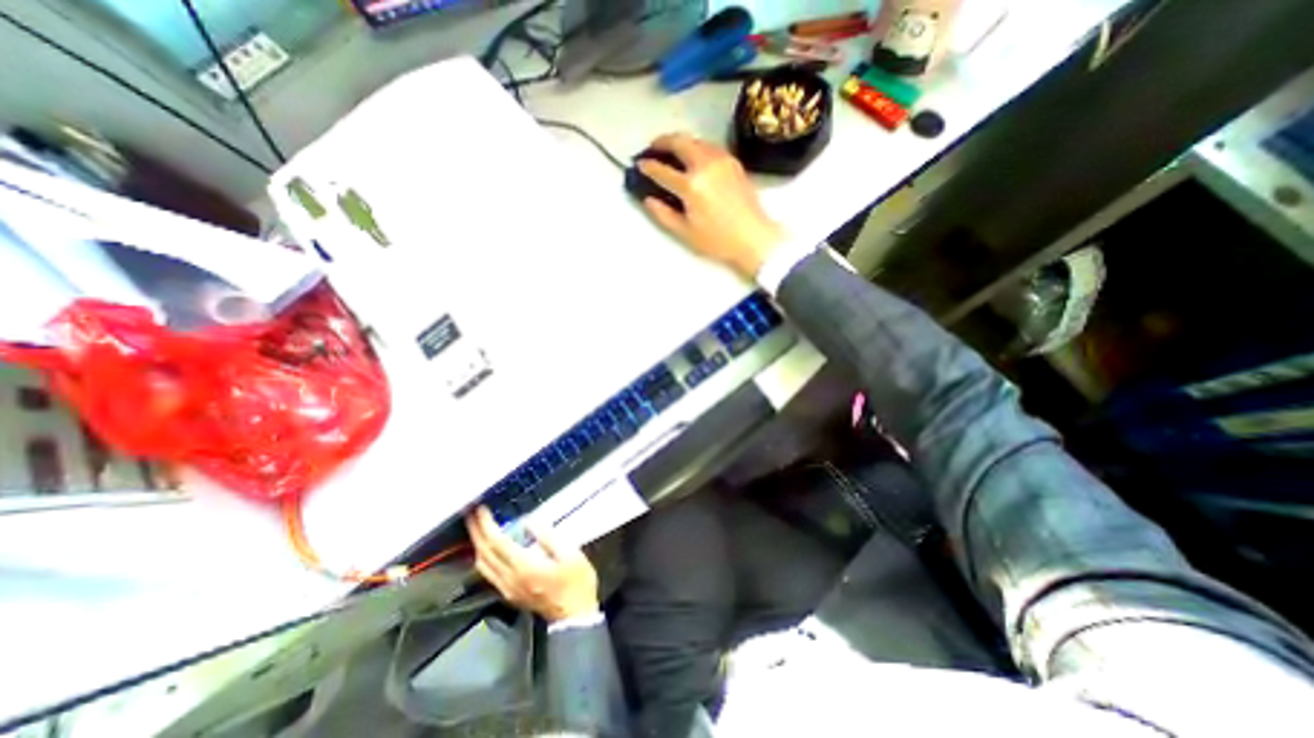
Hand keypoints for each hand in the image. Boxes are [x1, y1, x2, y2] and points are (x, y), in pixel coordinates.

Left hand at [466, 508, 600, 623]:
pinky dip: (483, 557)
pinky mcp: (509, 594)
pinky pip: (488, 573)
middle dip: (476, 531)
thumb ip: (548, 537)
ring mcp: (507, 588)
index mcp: (524, 567)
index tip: (480, 509)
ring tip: (477, 527)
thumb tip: (529, 522)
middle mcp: (509, 578)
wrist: (574, 616)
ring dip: (477, 544)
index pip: (497, 542)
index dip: (486, 525)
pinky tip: (487, 549)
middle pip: (484, 553)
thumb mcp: (571, 554)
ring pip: (482, 565)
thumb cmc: (576, 582)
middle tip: (471, 513)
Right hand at [640, 131, 783, 279]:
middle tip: (653, 149)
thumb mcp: (685, 232)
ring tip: (671, 151)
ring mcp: (722, 160)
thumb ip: (663, 214)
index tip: (639, 165)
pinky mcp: (733, 162)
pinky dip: (696, 146)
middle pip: (679, 142)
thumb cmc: (718, 240)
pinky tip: (694, 158)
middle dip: (662, 142)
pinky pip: (710, 146)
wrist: (753, 237)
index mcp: (691, 185)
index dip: (648, 167)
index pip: (662, 170)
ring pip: (696, 140)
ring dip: (680, 141)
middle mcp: (705, 165)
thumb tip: (648, 199)